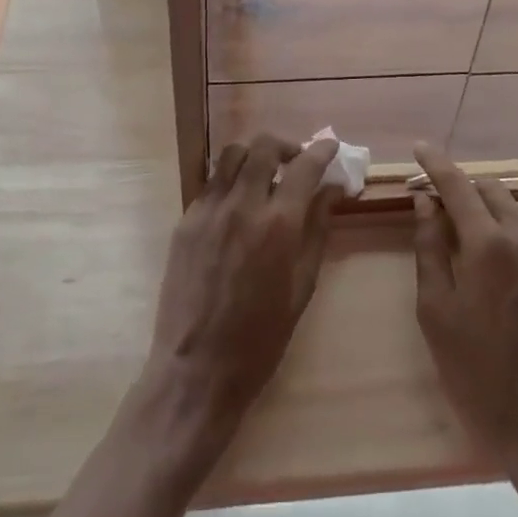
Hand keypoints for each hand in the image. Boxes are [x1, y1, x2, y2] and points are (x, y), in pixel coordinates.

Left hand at [143, 133, 340, 452]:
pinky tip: (238, 203)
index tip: (330, 148)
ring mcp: (208, 210)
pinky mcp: (185, 221)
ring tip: (265, 175)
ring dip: (254, 156)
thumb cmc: (261, 338)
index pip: (304, 167)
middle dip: (286, 147)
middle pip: (263, 147)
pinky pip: (211, 183)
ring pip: (232, 156)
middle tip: (296, 162)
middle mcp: (242, 206)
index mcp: (278, 225)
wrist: (197, 369)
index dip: (321, 152)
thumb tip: (332, 190)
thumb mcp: (302, 286)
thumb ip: (317, 230)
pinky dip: (230, 180)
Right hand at [411, 143, 517, 484]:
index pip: (458, 186)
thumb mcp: (435, 309)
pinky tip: (500, 265)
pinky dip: (513, 233)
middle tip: (437, 203)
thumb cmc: (476, 371)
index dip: (436, 163)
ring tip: (469, 233)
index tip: (420, 147)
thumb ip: (429, 247)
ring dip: (491, 209)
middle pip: (492, 190)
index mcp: (489, 244)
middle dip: (463, 187)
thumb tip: (425, 203)